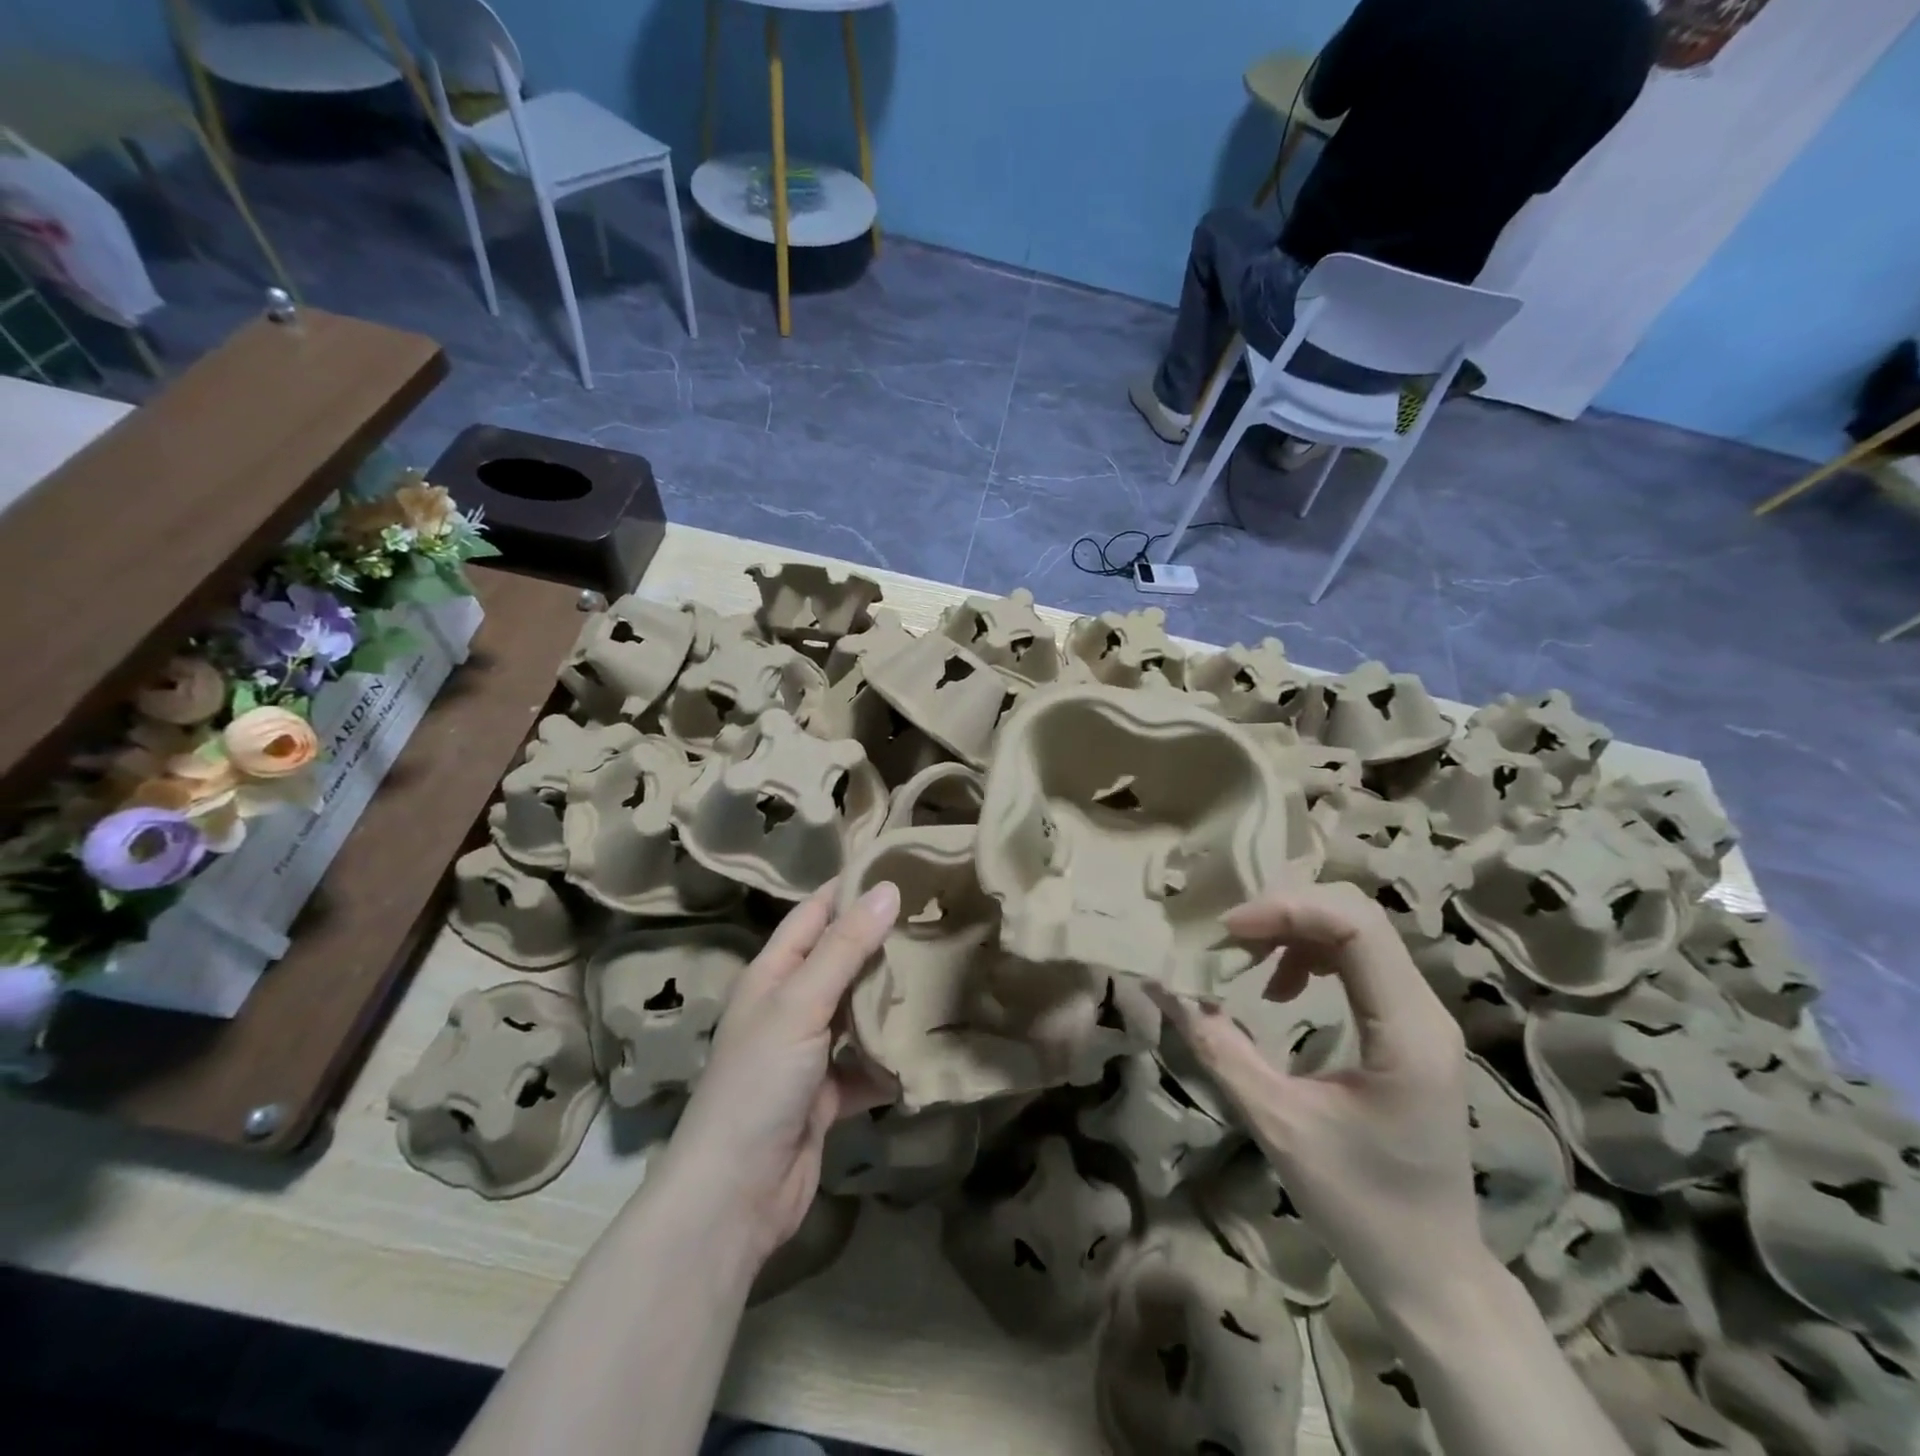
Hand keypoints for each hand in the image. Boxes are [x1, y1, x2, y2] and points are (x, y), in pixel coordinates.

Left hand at [653, 879, 900, 1265]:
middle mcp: (789, 1006)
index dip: (849, 889)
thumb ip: (844, 948)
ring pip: (857, 1011)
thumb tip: (887, 889)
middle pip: (840, 960)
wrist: (736, 1195)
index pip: (813, 914)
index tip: (900, 867)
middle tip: (936, 918)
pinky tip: (926, 1048)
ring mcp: (807, 1052)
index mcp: (772, 975)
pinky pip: (866, 1064)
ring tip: (943, 972)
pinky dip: (890, 1059)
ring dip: (890, 999)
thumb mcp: (800, 1004)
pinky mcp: (827, 1094)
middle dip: (881, 942)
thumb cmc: (759, 1082)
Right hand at [1155, 882, 1483, 1308]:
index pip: (1356, 926)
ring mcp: (1420, 1017)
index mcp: (1405, 1032)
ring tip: (1248, 961)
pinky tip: (1280, 989)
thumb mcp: (1277, 1123)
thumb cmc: (1359, 1205)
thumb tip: (1163, 986)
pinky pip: (1358, 960)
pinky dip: (1309, 954)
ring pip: (1356, 931)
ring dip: (1294, 931)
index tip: (1228, 931)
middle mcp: (1424, 1010)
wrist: (1431, 1272)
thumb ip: (1217, 1046)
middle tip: (1230, 939)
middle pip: (1356, 915)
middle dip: (1285, 912)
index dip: (1286, 910)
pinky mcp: (1407, 1027)